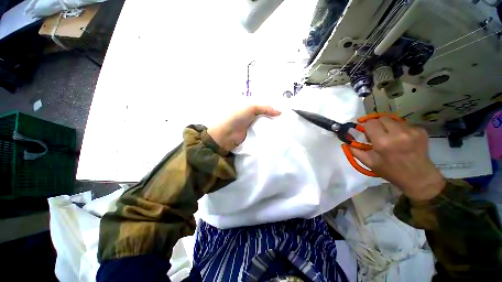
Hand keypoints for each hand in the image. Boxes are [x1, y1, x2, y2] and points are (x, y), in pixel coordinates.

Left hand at [208, 105, 280, 151]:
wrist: (227, 134)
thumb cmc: (237, 117)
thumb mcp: (251, 108)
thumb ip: (265, 108)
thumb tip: (280, 112)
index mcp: (251, 110)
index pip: (265, 109)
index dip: (274, 110)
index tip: (285, 112)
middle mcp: (253, 118)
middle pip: (266, 118)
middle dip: (275, 120)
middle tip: (288, 122)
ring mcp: (253, 128)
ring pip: (265, 127)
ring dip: (273, 128)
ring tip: (286, 129)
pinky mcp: (253, 137)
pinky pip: (262, 135)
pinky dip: (268, 136)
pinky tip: (278, 136)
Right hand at [351, 117, 445, 200]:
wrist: (419, 178)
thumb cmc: (391, 171)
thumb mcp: (369, 163)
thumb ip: (355, 150)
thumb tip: (347, 141)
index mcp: (383, 142)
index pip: (370, 123)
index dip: (366, 127)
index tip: (367, 132)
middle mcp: (398, 133)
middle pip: (382, 118)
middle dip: (377, 125)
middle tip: (378, 134)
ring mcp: (411, 131)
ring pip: (393, 120)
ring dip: (389, 127)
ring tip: (392, 138)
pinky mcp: (421, 131)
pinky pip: (405, 124)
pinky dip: (400, 129)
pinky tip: (403, 140)